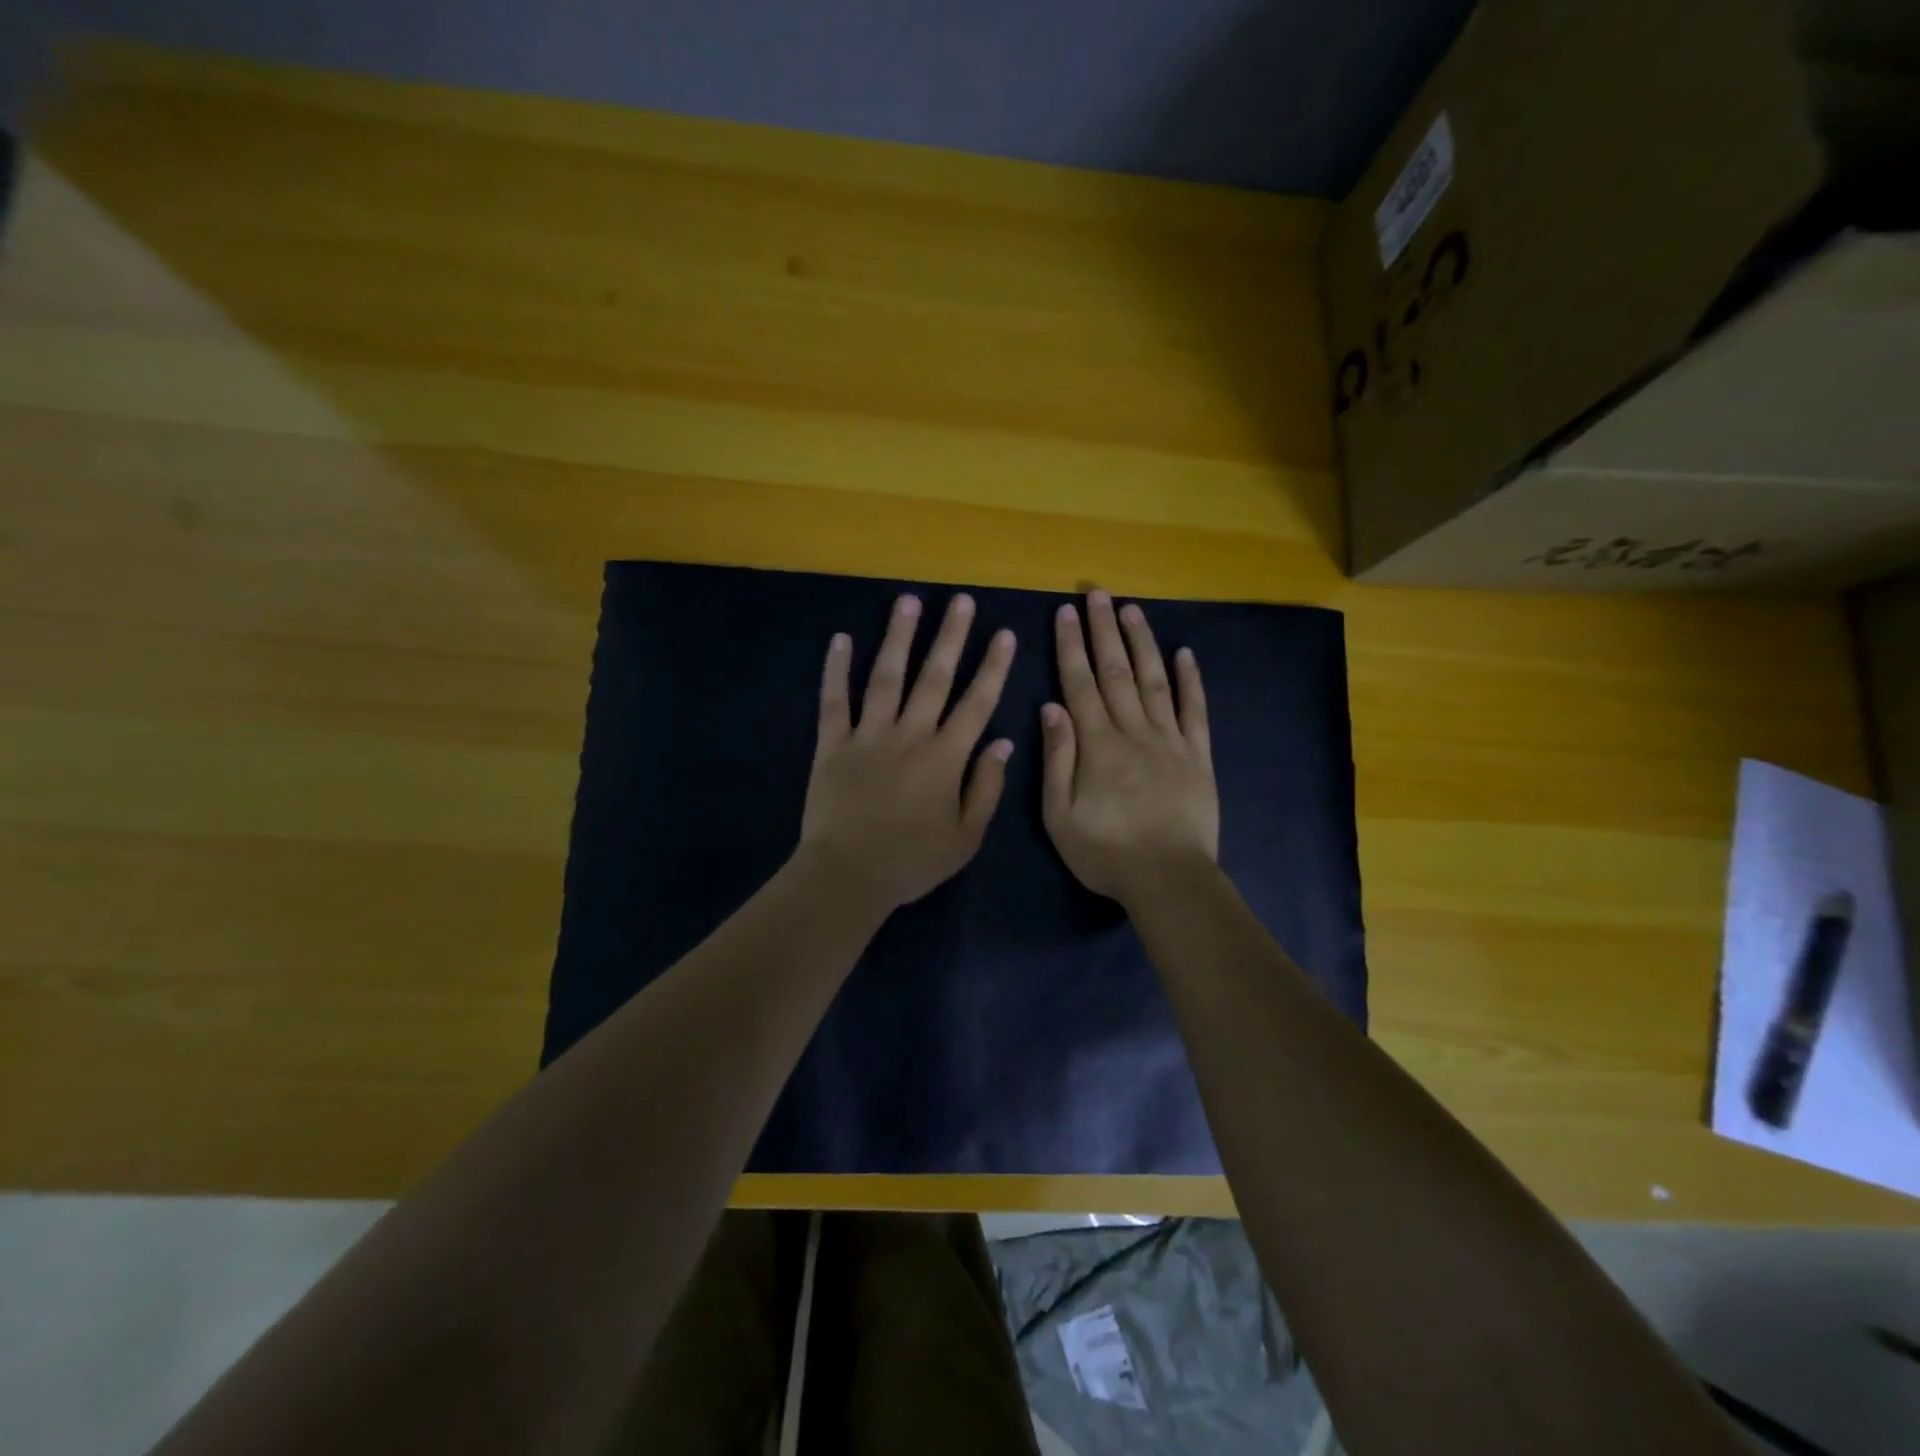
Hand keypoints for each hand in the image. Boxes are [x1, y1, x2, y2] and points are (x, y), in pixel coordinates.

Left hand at [798, 592, 1016, 913]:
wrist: (848, 876)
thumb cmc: (912, 862)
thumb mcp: (966, 837)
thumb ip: (987, 787)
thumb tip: (1004, 743)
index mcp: (945, 757)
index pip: (976, 702)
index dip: (993, 666)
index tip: (1004, 633)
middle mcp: (909, 735)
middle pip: (934, 677)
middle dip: (950, 636)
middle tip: (960, 600)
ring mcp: (868, 735)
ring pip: (886, 677)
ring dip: (898, 637)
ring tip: (908, 602)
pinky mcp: (832, 744)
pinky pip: (834, 700)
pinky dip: (836, 669)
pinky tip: (840, 639)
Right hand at [1041, 591, 1217, 904]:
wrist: (1170, 879)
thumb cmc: (1106, 853)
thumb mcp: (1060, 815)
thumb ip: (1057, 759)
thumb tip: (1051, 707)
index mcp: (1097, 745)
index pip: (1080, 684)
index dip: (1071, 646)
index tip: (1065, 613)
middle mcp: (1133, 731)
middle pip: (1116, 671)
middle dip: (1103, 630)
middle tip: (1096, 594)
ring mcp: (1170, 740)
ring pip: (1154, 680)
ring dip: (1142, 642)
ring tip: (1131, 609)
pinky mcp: (1198, 755)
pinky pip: (1194, 710)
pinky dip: (1190, 679)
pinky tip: (1184, 653)